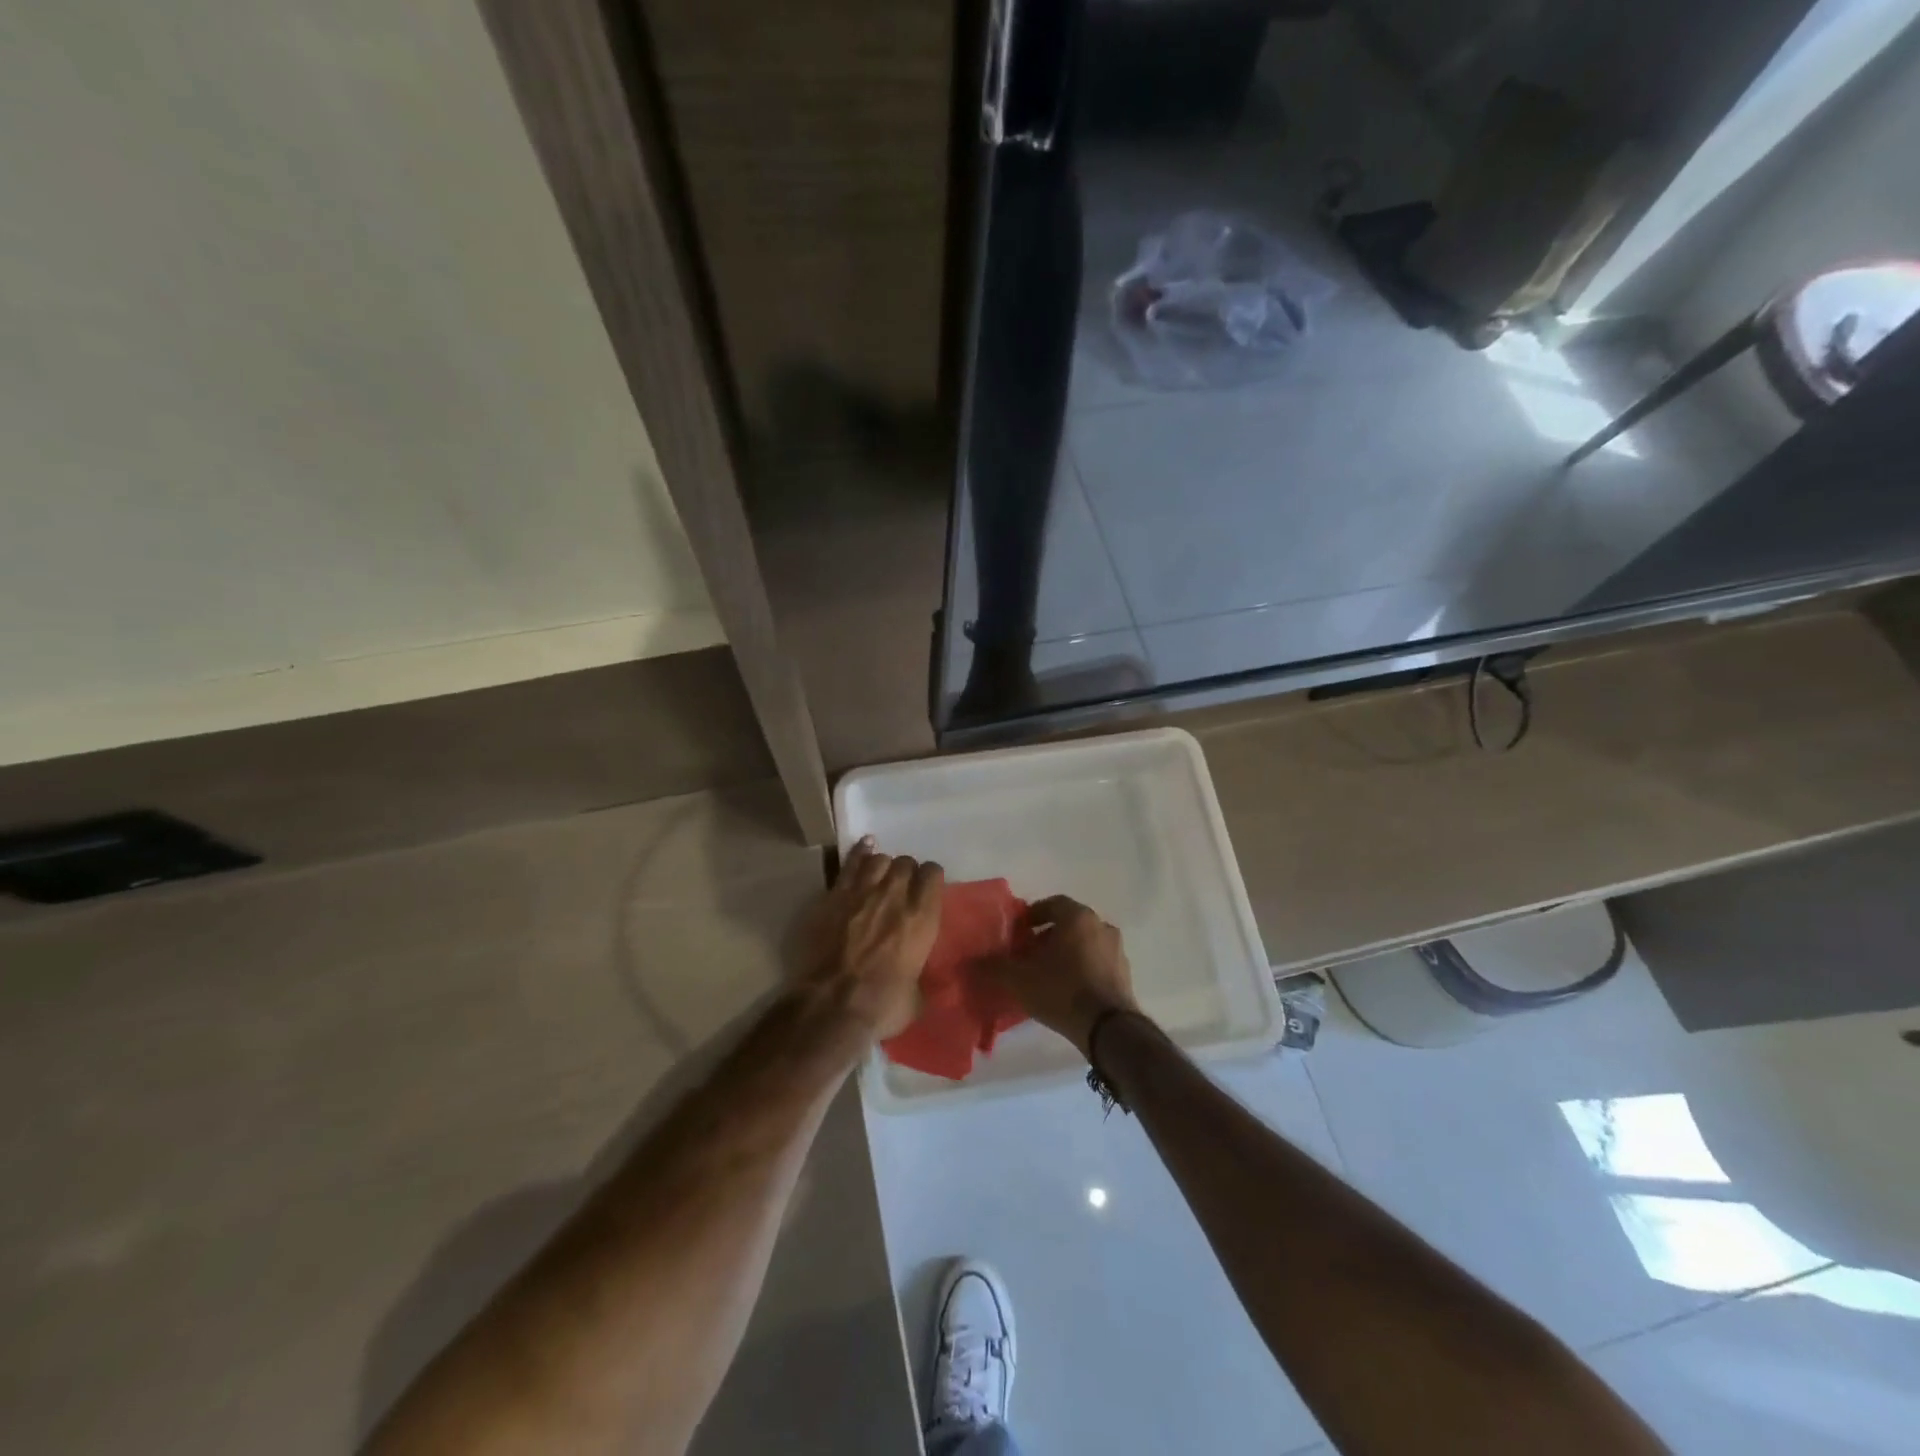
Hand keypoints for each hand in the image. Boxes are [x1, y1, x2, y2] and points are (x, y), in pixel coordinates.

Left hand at [796, 836, 943, 1040]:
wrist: (832, 1005)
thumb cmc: (881, 1006)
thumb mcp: (916, 998)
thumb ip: (921, 979)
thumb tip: (922, 982)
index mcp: (923, 917)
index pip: (933, 874)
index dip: (930, 879)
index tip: (927, 889)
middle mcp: (896, 895)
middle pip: (905, 863)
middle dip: (906, 872)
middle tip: (902, 888)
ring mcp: (863, 891)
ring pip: (879, 859)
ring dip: (883, 866)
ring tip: (881, 877)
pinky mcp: (835, 895)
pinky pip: (851, 862)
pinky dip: (860, 852)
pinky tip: (865, 846)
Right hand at [985, 895, 1138, 1058]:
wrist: (1108, 1028)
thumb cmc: (1062, 990)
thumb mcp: (1019, 979)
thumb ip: (993, 967)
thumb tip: (968, 963)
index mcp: (1078, 917)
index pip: (1053, 903)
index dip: (1033, 915)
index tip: (1018, 932)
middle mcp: (1101, 926)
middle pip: (1069, 924)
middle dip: (1047, 935)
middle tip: (1028, 953)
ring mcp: (1117, 951)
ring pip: (1084, 943)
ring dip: (1065, 953)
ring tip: (1045, 973)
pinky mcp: (1124, 975)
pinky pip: (1097, 963)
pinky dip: (1081, 968)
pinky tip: (1066, 989)